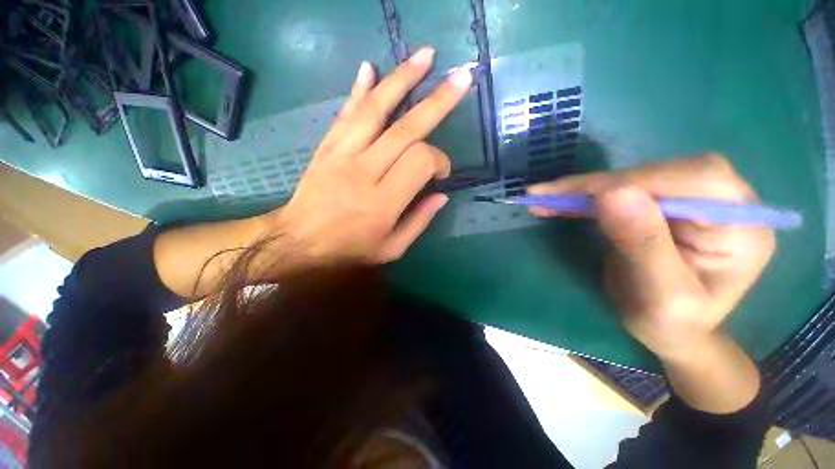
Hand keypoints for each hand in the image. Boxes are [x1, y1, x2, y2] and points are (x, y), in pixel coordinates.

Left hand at [264, 48, 472, 266]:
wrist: (298, 242)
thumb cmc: (349, 250)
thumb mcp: (391, 249)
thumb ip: (419, 222)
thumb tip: (442, 196)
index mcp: (384, 201)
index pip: (420, 162)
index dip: (439, 161)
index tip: (441, 173)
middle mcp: (365, 171)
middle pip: (406, 128)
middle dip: (438, 101)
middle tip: (462, 78)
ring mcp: (343, 154)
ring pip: (376, 109)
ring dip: (402, 79)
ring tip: (425, 56)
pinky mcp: (327, 147)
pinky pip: (346, 113)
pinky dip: (360, 89)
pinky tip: (370, 67)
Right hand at [528, 155, 775, 359]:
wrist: (671, 333)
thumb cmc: (672, 326)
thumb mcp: (660, 296)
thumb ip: (643, 244)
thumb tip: (612, 192)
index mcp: (743, 225)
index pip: (692, 180)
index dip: (628, 182)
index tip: (570, 194)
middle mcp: (725, 202)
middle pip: (659, 172)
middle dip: (597, 184)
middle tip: (548, 195)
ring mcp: (693, 200)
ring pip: (634, 178)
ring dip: (585, 190)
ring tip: (546, 199)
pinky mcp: (663, 204)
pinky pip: (621, 191)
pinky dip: (586, 196)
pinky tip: (560, 201)